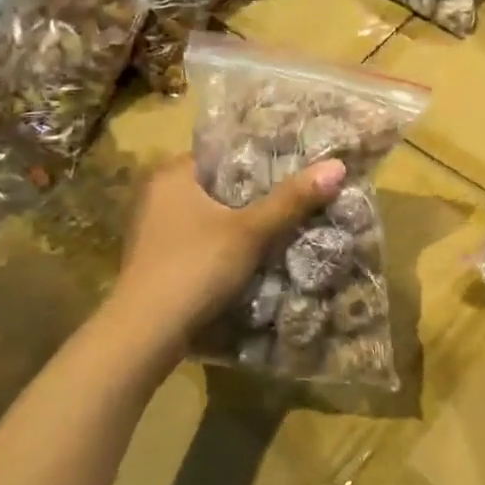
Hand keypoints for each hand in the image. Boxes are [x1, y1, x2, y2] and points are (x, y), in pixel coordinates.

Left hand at [108, 153, 345, 336]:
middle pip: (217, 184)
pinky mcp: (157, 260)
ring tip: (282, 219)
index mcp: (172, 174)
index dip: (259, 156)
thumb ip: (292, 199)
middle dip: (253, 191)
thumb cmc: (196, 266)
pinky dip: (224, 242)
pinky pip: (200, 239)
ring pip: (209, 214)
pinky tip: (252, 252)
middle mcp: (157, 195)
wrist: (146, 331)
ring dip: (239, 220)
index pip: (221, 152)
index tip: (294, 163)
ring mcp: (153, 229)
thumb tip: (337, 166)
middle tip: (296, 192)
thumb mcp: (251, 230)